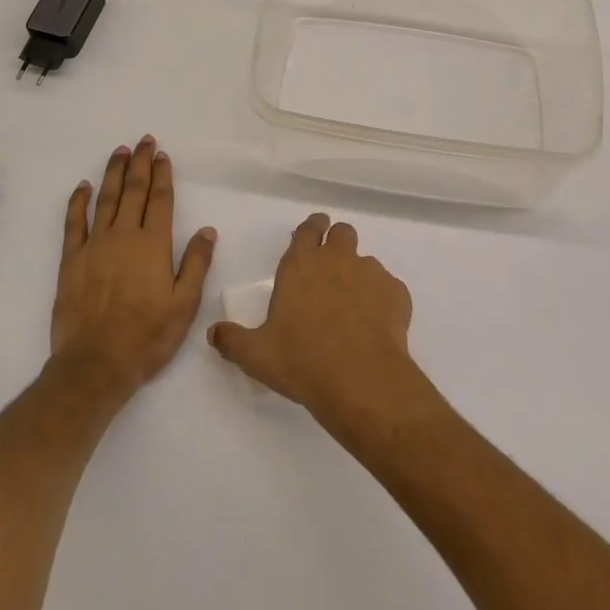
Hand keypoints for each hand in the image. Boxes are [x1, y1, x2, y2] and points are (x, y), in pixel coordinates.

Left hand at [50, 136, 215, 399]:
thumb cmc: (147, 337)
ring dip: (113, 173)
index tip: (163, 155)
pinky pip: (73, 223)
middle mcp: (124, 236)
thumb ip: (196, 264)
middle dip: (140, 164)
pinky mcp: (71, 260)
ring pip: (105, 199)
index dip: (162, 175)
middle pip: (133, 191)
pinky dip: (78, 202)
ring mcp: (95, 245)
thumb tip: (208, 230)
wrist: (95, 364)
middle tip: (144, 141)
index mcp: (153, 245)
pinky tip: (83, 187)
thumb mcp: (184, 305)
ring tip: (119, 152)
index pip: (160, 200)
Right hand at [206, 213, 419, 431]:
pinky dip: (382, 299)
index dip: (311, 229)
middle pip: (342, 233)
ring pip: (366, 260)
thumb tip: (213, 333)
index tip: (311, 236)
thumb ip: (232, 340)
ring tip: (353, 307)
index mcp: (300, 265)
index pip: (308, 228)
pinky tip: (375, 326)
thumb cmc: (302, 362)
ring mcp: (370, 273)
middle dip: (337, 243)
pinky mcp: (396, 293)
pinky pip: (389, 287)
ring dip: (358, 275)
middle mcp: (336, 259)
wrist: (361, 381)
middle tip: (331, 270)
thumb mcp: (256, 356)